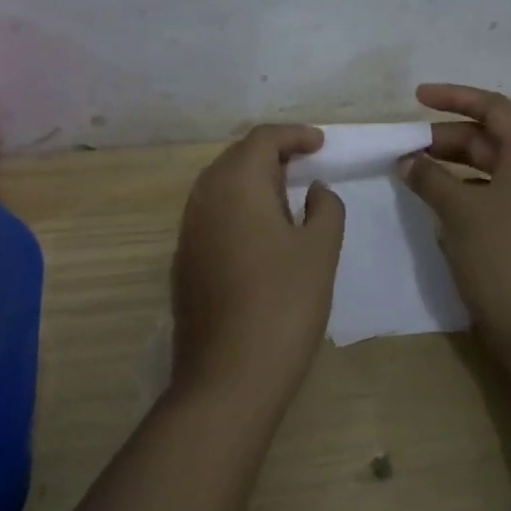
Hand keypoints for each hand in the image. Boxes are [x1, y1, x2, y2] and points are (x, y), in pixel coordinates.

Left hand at [170, 125, 344, 411]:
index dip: (294, 135)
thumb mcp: (320, 250)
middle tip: (306, 165)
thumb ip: (325, 208)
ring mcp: (189, 229)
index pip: (263, 139)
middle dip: (272, 154)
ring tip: (288, 195)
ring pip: (221, 185)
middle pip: (237, 157)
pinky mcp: (185, 259)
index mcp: (236, 184)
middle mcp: (204, 197)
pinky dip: (239, 207)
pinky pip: (213, 213)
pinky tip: (262, 233)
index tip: (321, 144)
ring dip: (253, 180)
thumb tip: (314, 190)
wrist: (228, 375)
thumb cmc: (283, 303)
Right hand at [400, 84, 510, 362]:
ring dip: (449, 166)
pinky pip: (489, 195)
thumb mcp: (459, 210)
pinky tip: (433, 205)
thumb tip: (408, 161)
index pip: (493, 108)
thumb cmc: (503, 256)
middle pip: (488, 138)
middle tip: (404, 147)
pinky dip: (460, 192)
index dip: (454, 97)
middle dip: (444, 138)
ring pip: (486, 169)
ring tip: (411, 174)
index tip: (416, 98)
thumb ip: (429, 178)